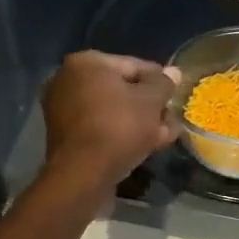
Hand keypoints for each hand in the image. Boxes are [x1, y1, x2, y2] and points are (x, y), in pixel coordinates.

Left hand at [42, 51, 180, 186]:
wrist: (82, 175)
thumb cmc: (119, 127)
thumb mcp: (151, 101)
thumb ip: (163, 84)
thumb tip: (173, 72)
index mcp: (86, 63)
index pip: (133, 65)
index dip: (158, 80)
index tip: (175, 94)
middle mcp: (68, 80)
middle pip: (121, 89)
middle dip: (149, 105)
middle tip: (171, 118)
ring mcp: (63, 109)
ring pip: (112, 111)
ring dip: (139, 121)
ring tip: (164, 135)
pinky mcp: (65, 136)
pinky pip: (100, 127)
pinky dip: (121, 133)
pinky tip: (146, 146)